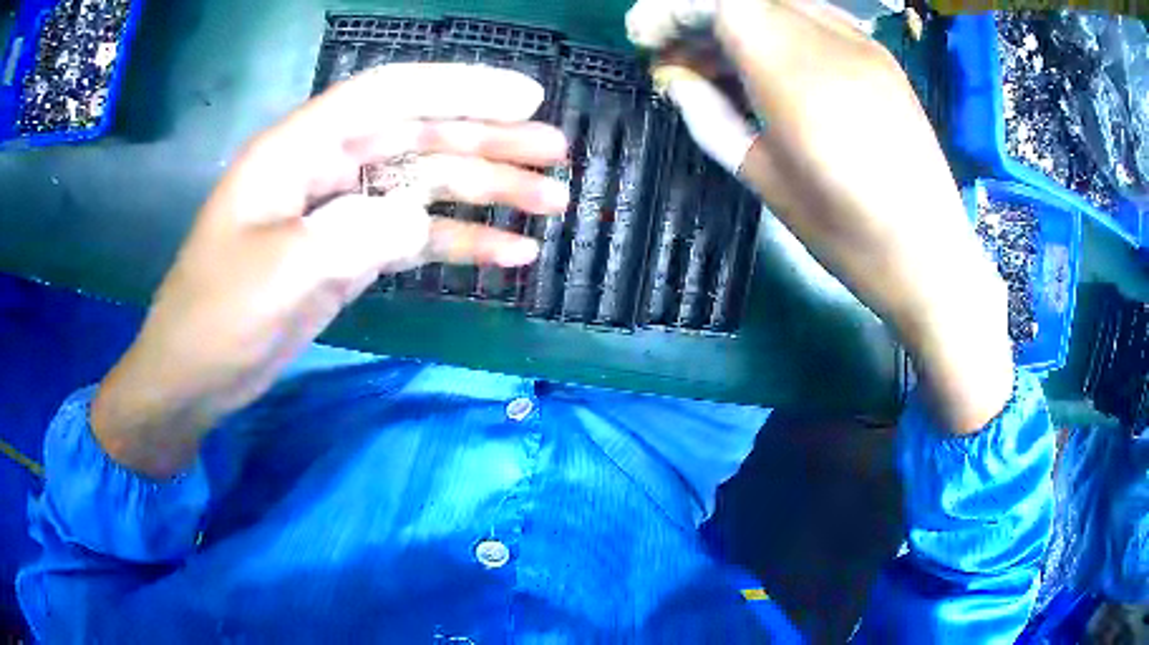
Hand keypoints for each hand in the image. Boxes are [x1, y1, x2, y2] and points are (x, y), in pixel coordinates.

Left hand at [92, 64, 569, 476]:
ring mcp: (339, 213)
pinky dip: (460, 243)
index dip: (460, 88)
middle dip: (490, 142)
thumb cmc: (216, 320)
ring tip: (551, 204)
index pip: (389, 95)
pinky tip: (508, 254)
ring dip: (487, 192)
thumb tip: (416, 222)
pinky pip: (414, 237)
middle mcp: (324, 168)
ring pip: (425, 186)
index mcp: (297, 150)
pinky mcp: (348, 254)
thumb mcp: (276, 276)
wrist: (193, 378)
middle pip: (420, 137)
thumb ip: (349, 237)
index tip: (526, 99)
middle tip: (557, 155)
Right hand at [629, 0, 1013, 431]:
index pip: (719, 2)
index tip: (646, 37)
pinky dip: (777, 27)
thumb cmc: (845, 232)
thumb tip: (672, 77)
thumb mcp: (763, 178)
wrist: (930, 253)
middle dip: (699, 15)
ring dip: (738, 21)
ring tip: (717, 63)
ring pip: (781, 3)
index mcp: (794, 73)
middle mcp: (830, 40)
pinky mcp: (880, 55)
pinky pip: (814, 18)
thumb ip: (710, 116)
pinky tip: (769, 65)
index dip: (672, 10)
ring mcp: (862, 42)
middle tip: (676, 55)